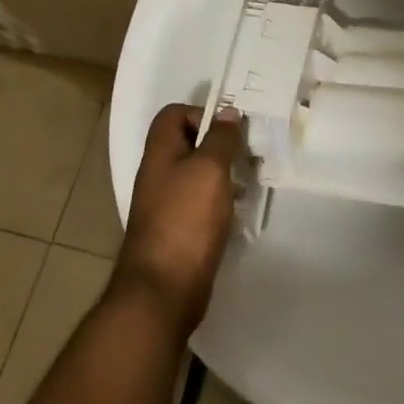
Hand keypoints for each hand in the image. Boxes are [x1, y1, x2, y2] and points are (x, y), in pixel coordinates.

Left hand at [112, 103, 245, 337]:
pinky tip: (236, 212)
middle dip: (217, 145)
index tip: (227, 130)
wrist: (163, 290)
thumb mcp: (209, 169)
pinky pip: (198, 204)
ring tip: (246, 182)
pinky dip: (217, 202)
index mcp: (159, 152)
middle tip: (245, 154)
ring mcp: (164, 205)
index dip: (200, 113)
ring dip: (220, 174)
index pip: (173, 114)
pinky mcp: (176, 231)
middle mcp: (158, 174)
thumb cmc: (186, 218)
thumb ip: (221, 138)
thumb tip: (228, 113)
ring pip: (195, 175)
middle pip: (186, 144)